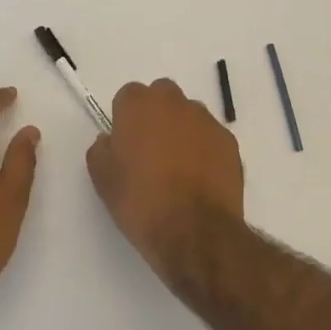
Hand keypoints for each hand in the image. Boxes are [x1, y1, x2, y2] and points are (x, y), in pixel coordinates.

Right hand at [86, 79, 243, 274]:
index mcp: (139, 105)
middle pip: (162, 97)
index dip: (125, 119)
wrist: (195, 232)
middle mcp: (174, 102)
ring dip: (182, 131)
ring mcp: (206, 121)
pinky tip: (200, 179)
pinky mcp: (229, 142)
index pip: (128, 96)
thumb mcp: (103, 179)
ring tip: (178, 168)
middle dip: (156, 115)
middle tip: (151, 151)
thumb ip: (101, 150)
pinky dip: (205, 150)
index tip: (125, 145)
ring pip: (189, 115)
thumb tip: (109, 140)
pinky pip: (211, 137)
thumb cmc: (141, 202)